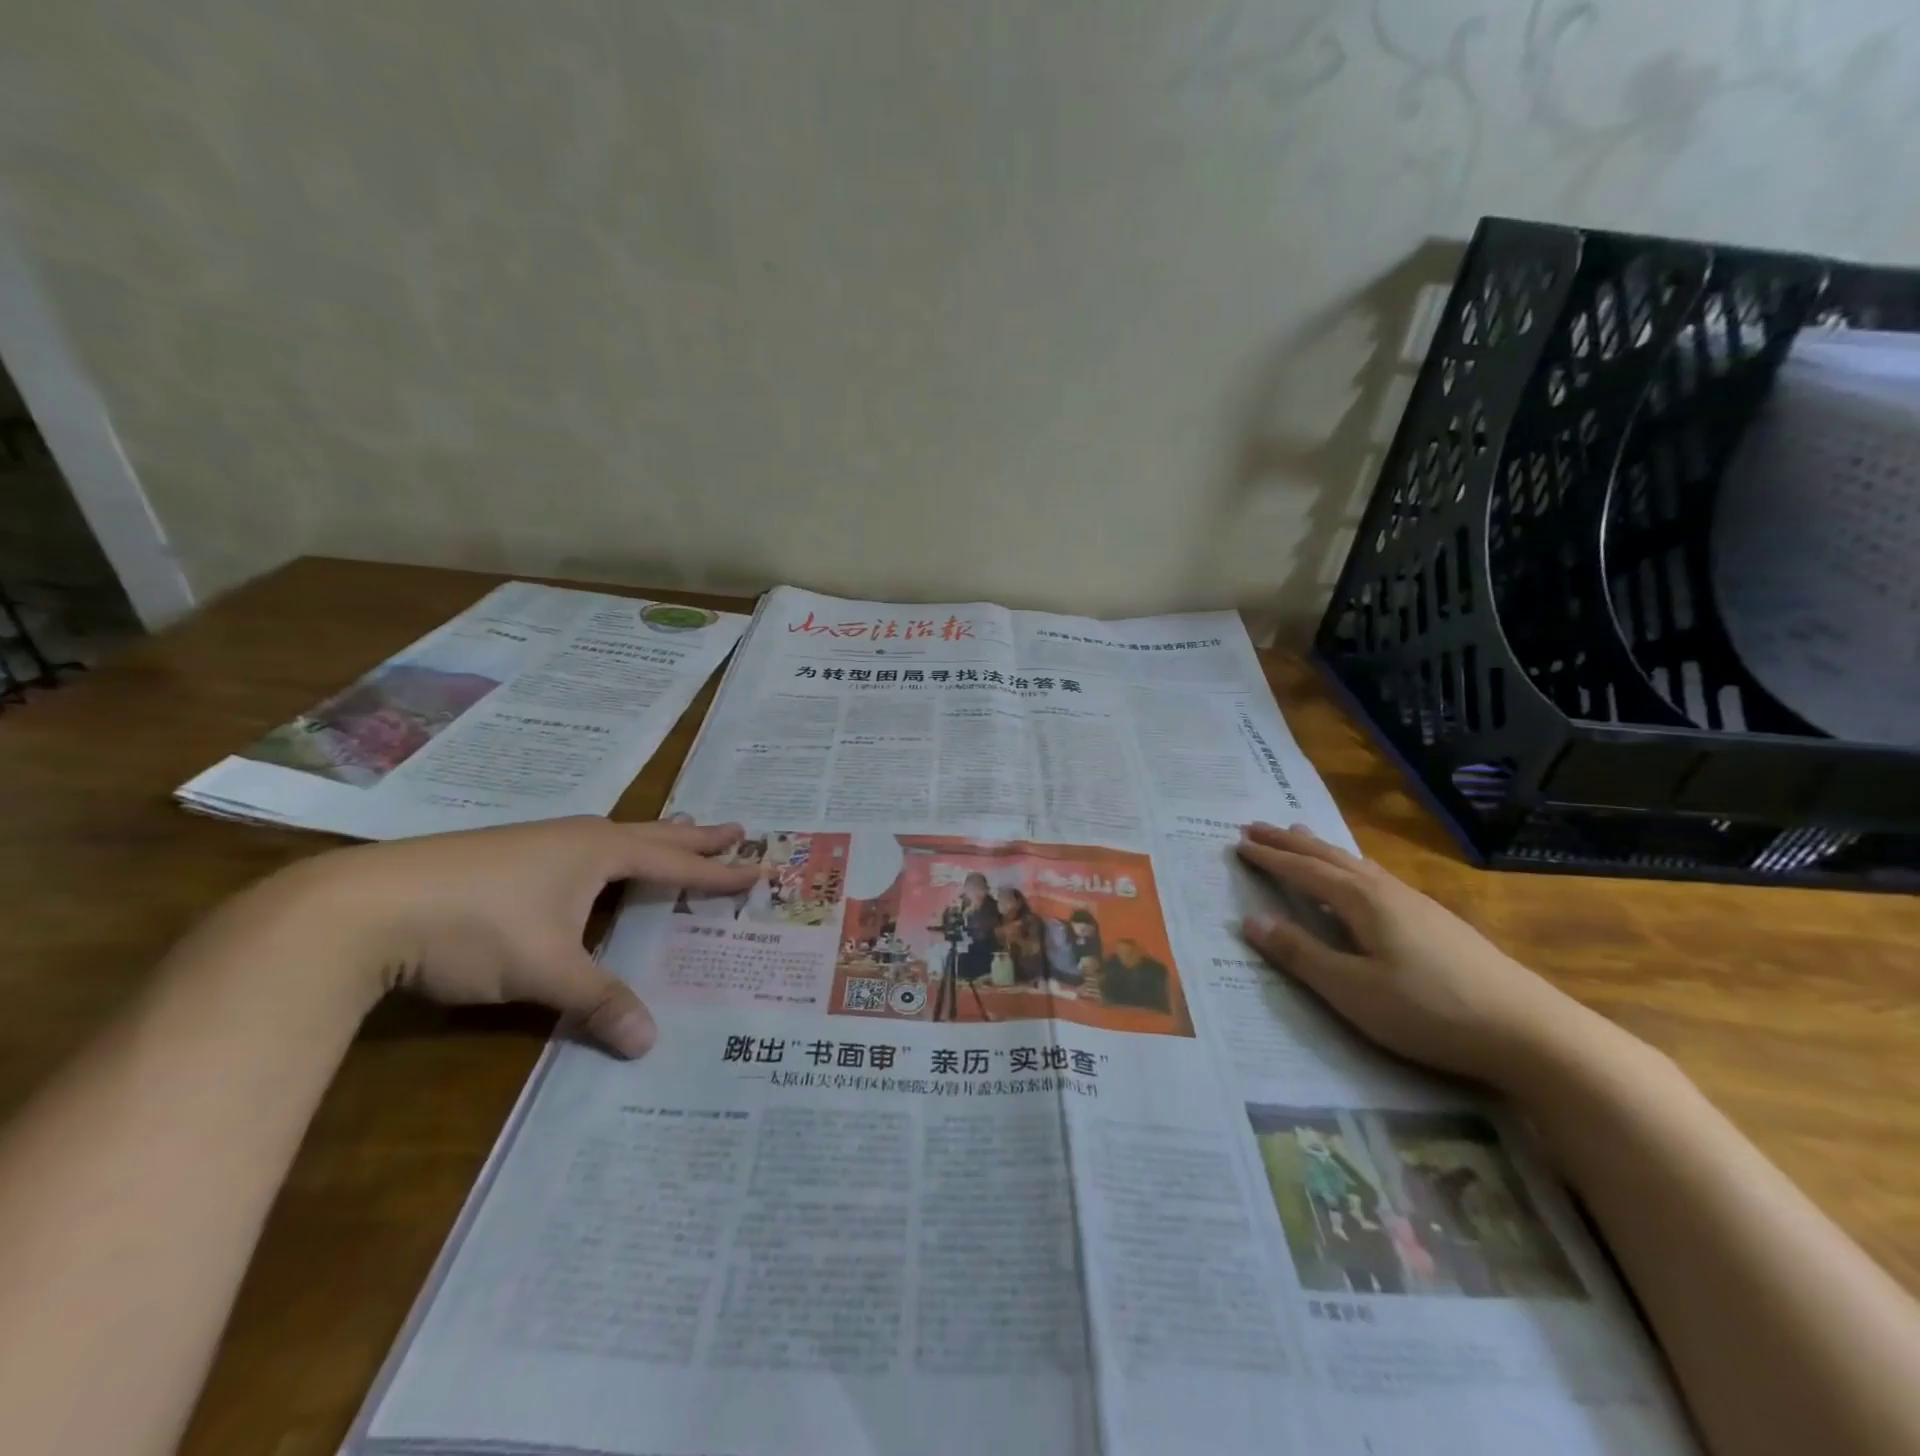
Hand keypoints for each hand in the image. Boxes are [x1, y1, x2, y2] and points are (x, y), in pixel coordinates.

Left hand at [266, 816, 758, 1057]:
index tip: (757, 868)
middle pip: (652, 835)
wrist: (362, 906)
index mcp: (599, 852)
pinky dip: (613, 853)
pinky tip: (594, 865)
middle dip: (695, 837)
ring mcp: (538, 843)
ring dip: (652, 840)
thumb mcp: (545, 970)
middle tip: (735, 829)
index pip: (675, 864)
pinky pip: (583, 848)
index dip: (717, 871)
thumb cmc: (475, 927)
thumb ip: (599, 1000)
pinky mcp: (506, 857)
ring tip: (676, 836)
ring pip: (614, 837)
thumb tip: (649, 1042)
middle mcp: (577, 837)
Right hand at [1235, 822, 1598, 1085]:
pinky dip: (1349, 865)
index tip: (1239, 841)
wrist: (1531, 1032)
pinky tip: (1359, 877)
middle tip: (1257, 825)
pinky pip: (1376, 876)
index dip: (1270, 857)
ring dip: (1321, 848)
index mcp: (1362, 901)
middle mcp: (1387, 891)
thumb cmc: (1429, 1010)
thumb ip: (1299, 954)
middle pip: (1329, 857)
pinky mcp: (1436, 921)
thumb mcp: (1352, 990)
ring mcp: (1416, 903)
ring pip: (1356, 863)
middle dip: (1290, 841)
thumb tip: (1250, 919)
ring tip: (1300, 834)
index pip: (1304, 870)